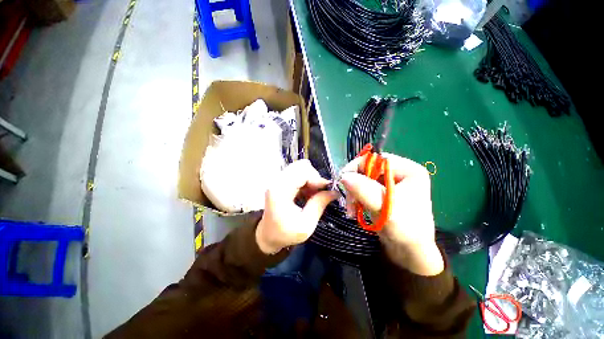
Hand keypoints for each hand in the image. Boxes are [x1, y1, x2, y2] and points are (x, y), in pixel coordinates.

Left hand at [256, 159, 338, 253]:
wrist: (268, 235)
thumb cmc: (286, 233)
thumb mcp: (306, 224)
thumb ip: (319, 204)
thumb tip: (334, 192)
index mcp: (280, 191)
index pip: (303, 172)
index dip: (317, 179)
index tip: (327, 190)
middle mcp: (277, 180)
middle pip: (301, 166)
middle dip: (314, 177)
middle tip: (320, 192)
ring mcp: (277, 179)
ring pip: (300, 168)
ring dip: (310, 178)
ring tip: (313, 194)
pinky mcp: (280, 181)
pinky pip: (297, 173)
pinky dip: (305, 180)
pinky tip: (307, 193)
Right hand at [340, 154, 443, 275]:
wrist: (409, 251)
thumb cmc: (406, 229)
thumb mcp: (385, 208)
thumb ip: (364, 189)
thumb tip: (343, 176)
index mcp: (408, 169)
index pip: (376, 159)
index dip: (357, 168)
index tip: (344, 183)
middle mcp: (399, 172)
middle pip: (367, 168)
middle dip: (354, 184)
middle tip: (349, 202)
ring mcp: (389, 182)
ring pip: (361, 178)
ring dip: (353, 193)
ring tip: (351, 209)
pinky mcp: (381, 191)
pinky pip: (362, 187)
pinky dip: (355, 197)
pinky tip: (355, 208)